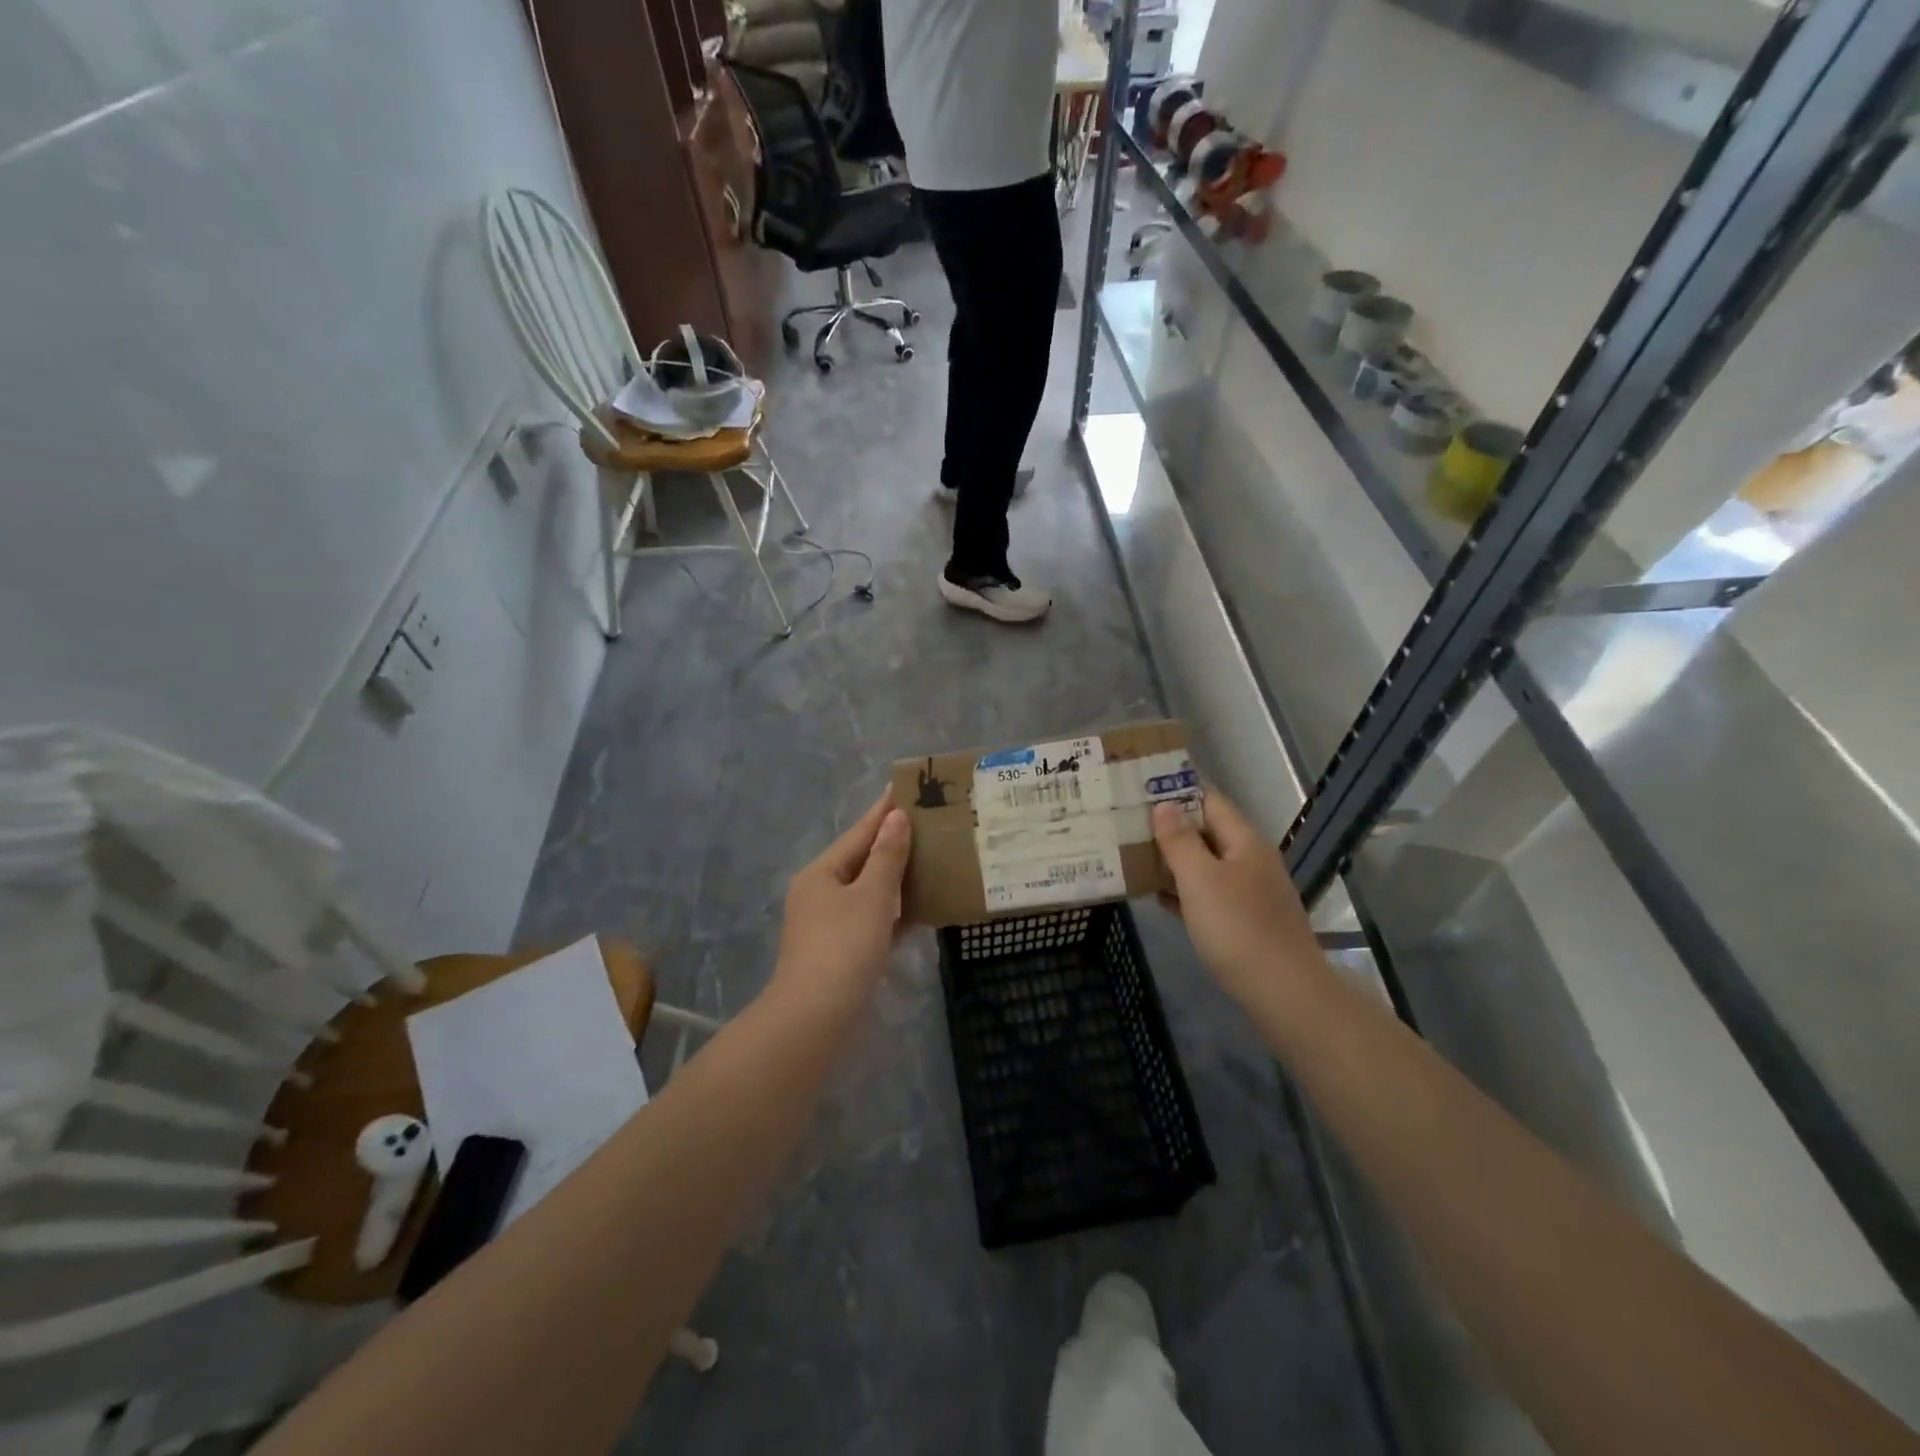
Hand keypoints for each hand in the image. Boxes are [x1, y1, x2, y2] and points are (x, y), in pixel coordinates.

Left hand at [773, 789, 912, 1017]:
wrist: (815, 1017)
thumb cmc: (844, 947)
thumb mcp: (871, 896)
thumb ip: (886, 856)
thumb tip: (896, 818)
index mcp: (821, 873)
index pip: (859, 833)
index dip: (884, 811)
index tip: (904, 789)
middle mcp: (819, 893)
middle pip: (860, 860)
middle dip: (892, 844)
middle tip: (926, 824)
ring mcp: (826, 923)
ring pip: (866, 891)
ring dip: (894, 878)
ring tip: (928, 860)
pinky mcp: (838, 950)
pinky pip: (869, 918)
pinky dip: (891, 910)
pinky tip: (916, 909)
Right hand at [1152, 791, 1321, 1012]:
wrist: (1284, 992)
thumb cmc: (1237, 928)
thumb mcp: (1200, 879)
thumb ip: (1180, 840)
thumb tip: (1164, 804)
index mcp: (1244, 841)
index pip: (1209, 800)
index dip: (1176, 791)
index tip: (1139, 789)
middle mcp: (1251, 860)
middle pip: (1207, 831)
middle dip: (1170, 827)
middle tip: (1127, 823)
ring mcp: (1251, 892)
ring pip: (1206, 864)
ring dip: (1173, 860)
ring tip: (1133, 856)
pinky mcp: (1247, 921)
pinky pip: (1209, 894)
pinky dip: (1184, 891)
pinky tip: (1158, 897)